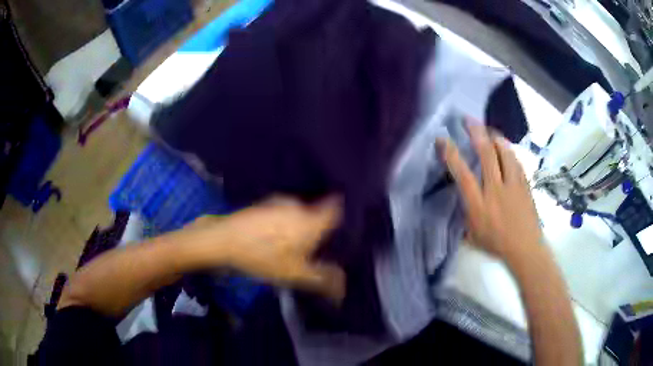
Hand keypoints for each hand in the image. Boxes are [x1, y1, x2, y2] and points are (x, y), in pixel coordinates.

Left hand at [194, 196, 345, 301]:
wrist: (223, 240)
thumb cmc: (264, 256)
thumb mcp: (295, 274)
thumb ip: (324, 280)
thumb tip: (343, 289)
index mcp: (311, 220)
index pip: (337, 208)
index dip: (343, 216)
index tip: (342, 230)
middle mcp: (299, 205)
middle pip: (319, 212)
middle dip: (321, 228)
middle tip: (317, 248)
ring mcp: (280, 202)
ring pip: (301, 213)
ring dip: (302, 226)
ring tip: (294, 245)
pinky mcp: (265, 205)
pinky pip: (285, 212)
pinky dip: (286, 222)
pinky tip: (275, 238)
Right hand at [437, 124, 541, 260]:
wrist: (526, 248)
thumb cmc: (497, 243)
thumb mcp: (473, 235)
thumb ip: (465, 214)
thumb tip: (460, 198)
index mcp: (478, 204)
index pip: (462, 173)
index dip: (451, 153)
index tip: (442, 139)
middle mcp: (495, 189)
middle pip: (486, 154)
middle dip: (476, 133)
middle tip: (469, 120)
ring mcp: (512, 184)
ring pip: (503, 152)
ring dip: (494, 137)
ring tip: (488, 130)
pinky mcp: (524, 184)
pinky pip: (515, 160)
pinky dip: (509, 150)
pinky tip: (505, 147)